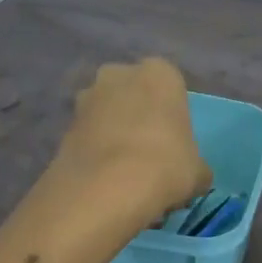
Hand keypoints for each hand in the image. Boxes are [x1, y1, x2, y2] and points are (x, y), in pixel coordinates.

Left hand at [52, 58, 211, 219]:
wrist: (105, 189)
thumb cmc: (165, 165)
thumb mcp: (198, 171)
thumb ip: (196, 165)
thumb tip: (194, 175)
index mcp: (159, 73)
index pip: (170, 86)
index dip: (172, 116)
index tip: (174, 144)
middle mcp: (119, 74)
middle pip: (133, 95)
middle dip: (138, 119)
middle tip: (149, 156)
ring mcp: (86, 98)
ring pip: (107, 114)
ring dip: (113, 135)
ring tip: (124, 175)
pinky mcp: (63, 126)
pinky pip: (88, 137)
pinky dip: (95, 153)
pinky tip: (105, 183)